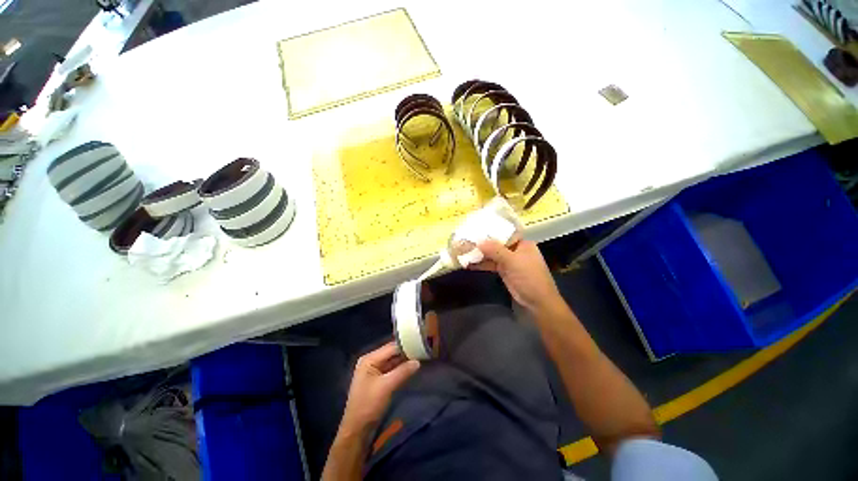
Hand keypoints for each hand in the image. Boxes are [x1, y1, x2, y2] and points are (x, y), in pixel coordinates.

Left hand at [339, 342, 420, 434]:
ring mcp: (374, 370)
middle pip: (392, 352)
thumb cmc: (369, 405)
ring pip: (393, 360)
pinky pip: (392, 368)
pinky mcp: (379, 379)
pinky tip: (412, 366)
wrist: (357, 430)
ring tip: (421, 355)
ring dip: (405, 359)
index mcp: (369, 359)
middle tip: (422, 349)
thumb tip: (418, 361)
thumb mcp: (387, 387)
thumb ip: (402, 371)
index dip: (405, 345)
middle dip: (406, 352)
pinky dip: (401, 367)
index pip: (391, 347)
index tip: (420, 343)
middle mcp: (371, 360)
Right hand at [472, 239, 562, 313]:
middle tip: (466, 240)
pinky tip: (469, 263)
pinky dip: (481, 264)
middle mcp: (515, 250)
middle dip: (482, 243)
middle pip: (496, 243)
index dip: (490, 230)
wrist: (537, 301)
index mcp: (522, 243)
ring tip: (464, 251)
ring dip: (480, 254)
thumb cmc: (529, 277)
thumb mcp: (513, 261)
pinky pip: (491, 264)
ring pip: (492, 254)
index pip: (505, 233)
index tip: (476, 229)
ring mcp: (509, 261)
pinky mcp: (504, 271)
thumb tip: (479, 242)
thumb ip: (496, 250)